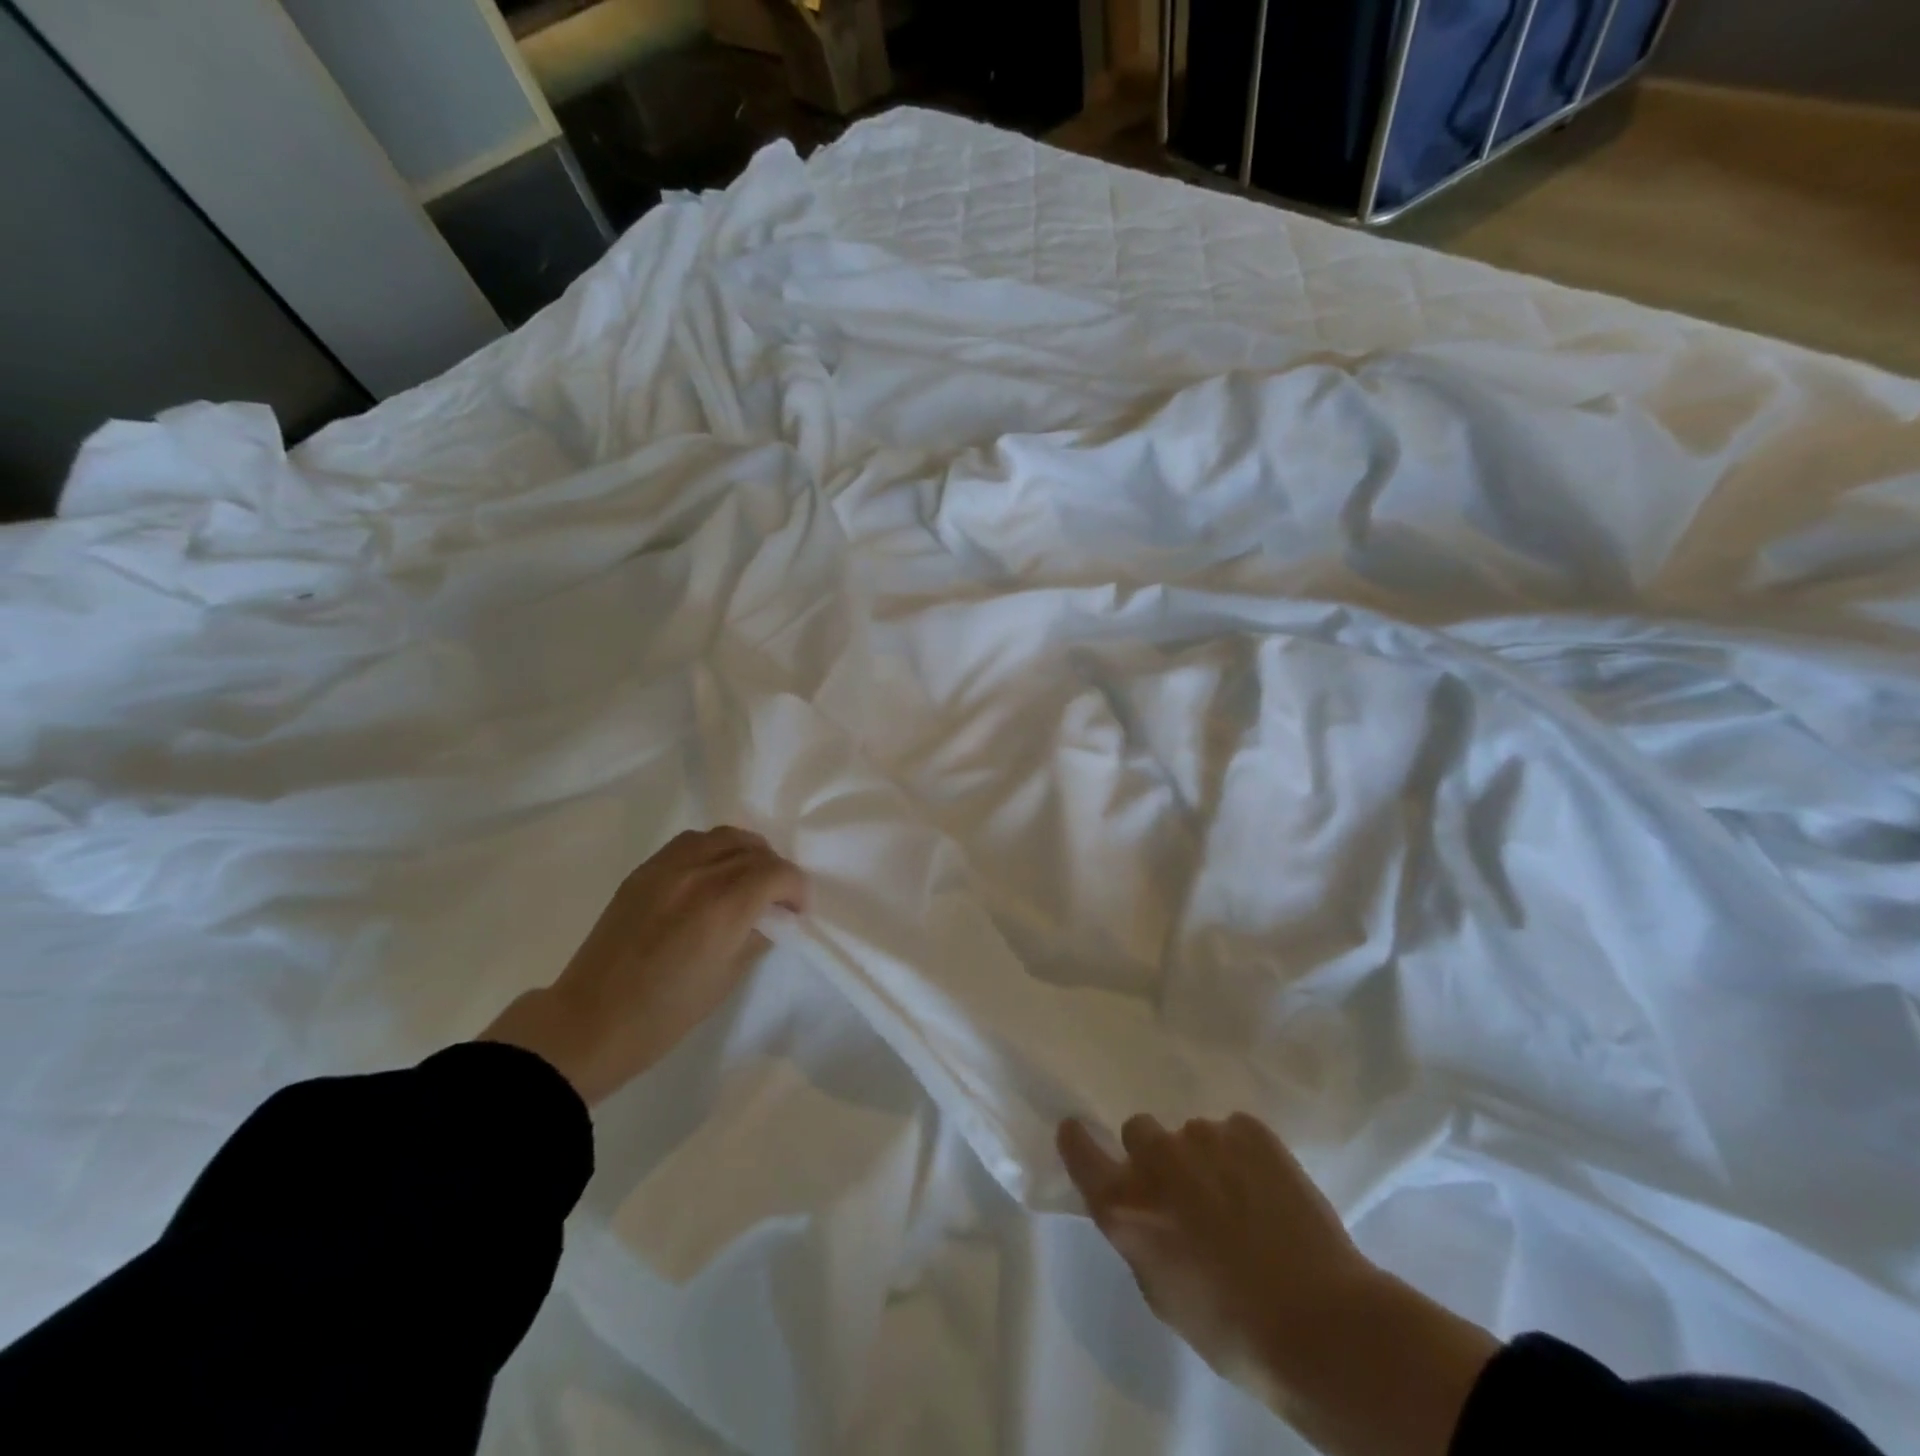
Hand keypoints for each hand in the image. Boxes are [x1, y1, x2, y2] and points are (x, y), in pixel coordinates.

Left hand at [482, 827, 806, 1104]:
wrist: (592, 1021)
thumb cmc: (667, 1012)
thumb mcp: (727, 978)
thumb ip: (757, 935)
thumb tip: (772, 916)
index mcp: (723, 906)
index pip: (777, 873)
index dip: (796, 889)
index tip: (796, 911)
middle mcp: (698, 874)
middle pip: (753, 850)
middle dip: (774, 871)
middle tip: (775, 898)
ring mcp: (667, 867)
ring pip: (723, 836)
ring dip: (746, 852)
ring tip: (746, 878)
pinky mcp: (644, 871)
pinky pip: (691, 842)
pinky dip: (713, 849)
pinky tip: (711, 874)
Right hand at [1058, 1113, 1497, 1455]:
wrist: (1321, 1325)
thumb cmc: (1232, 1330)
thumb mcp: (1163, 1293)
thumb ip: (1141, 1237)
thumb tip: (1145, 1212)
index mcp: (1124, 1203)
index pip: (1079, 1147)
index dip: (1080, 1141)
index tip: (1083, 1137)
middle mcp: (1155, 1157)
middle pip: (1139, 1131)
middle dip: (1157, 1156)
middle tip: (1188, 1193)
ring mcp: (1203, 1136)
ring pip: (1192, 1134)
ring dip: (1205, 1159)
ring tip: (1242, 1201)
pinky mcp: (1250, 1130)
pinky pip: (1235, 1132)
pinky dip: (1245, 1155)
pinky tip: (1270, 1193)